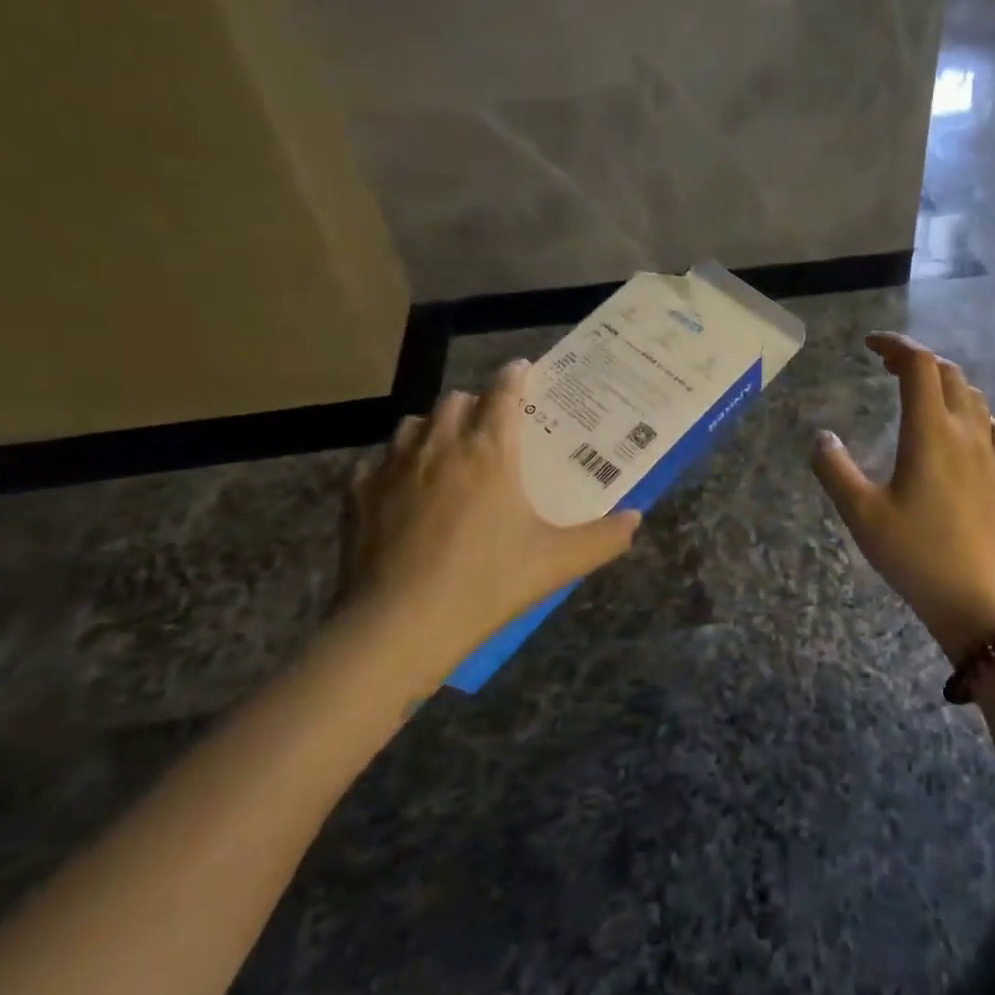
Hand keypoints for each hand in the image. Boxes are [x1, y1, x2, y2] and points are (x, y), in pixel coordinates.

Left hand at [337, 360, 640, 687]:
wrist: (400, 625)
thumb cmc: (488, 583)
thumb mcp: (558, 562)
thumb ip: (604, 538)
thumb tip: (637, 518)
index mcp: (490, 451)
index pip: (503, 394)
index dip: (515, 376)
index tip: (522, 369)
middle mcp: (439, 446)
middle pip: (455, 401)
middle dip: (475, 403)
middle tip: (490, 424)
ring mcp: (392, 468)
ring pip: (413, 424)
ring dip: (433, 427)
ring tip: (446, 449)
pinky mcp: (357, 495)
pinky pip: (377, 462)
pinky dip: (394, 464)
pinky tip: (403, 488)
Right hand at [811, 333, 994, 664]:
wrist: (977, 598)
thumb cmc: (915, 555)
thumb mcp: (861, 514)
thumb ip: (835, 470)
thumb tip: (821, 437)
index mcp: (929, 432)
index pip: (919, 365)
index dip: (895, 345)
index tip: (869, 346)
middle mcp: (964, 432)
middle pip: (948, 373)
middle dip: (916, 359)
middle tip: (885, 366)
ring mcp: (988, 453)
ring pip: (973, 395)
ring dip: (945, 381)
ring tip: (918, 392)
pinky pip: (994, 427)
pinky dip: (974, 413)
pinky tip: (963, 429)